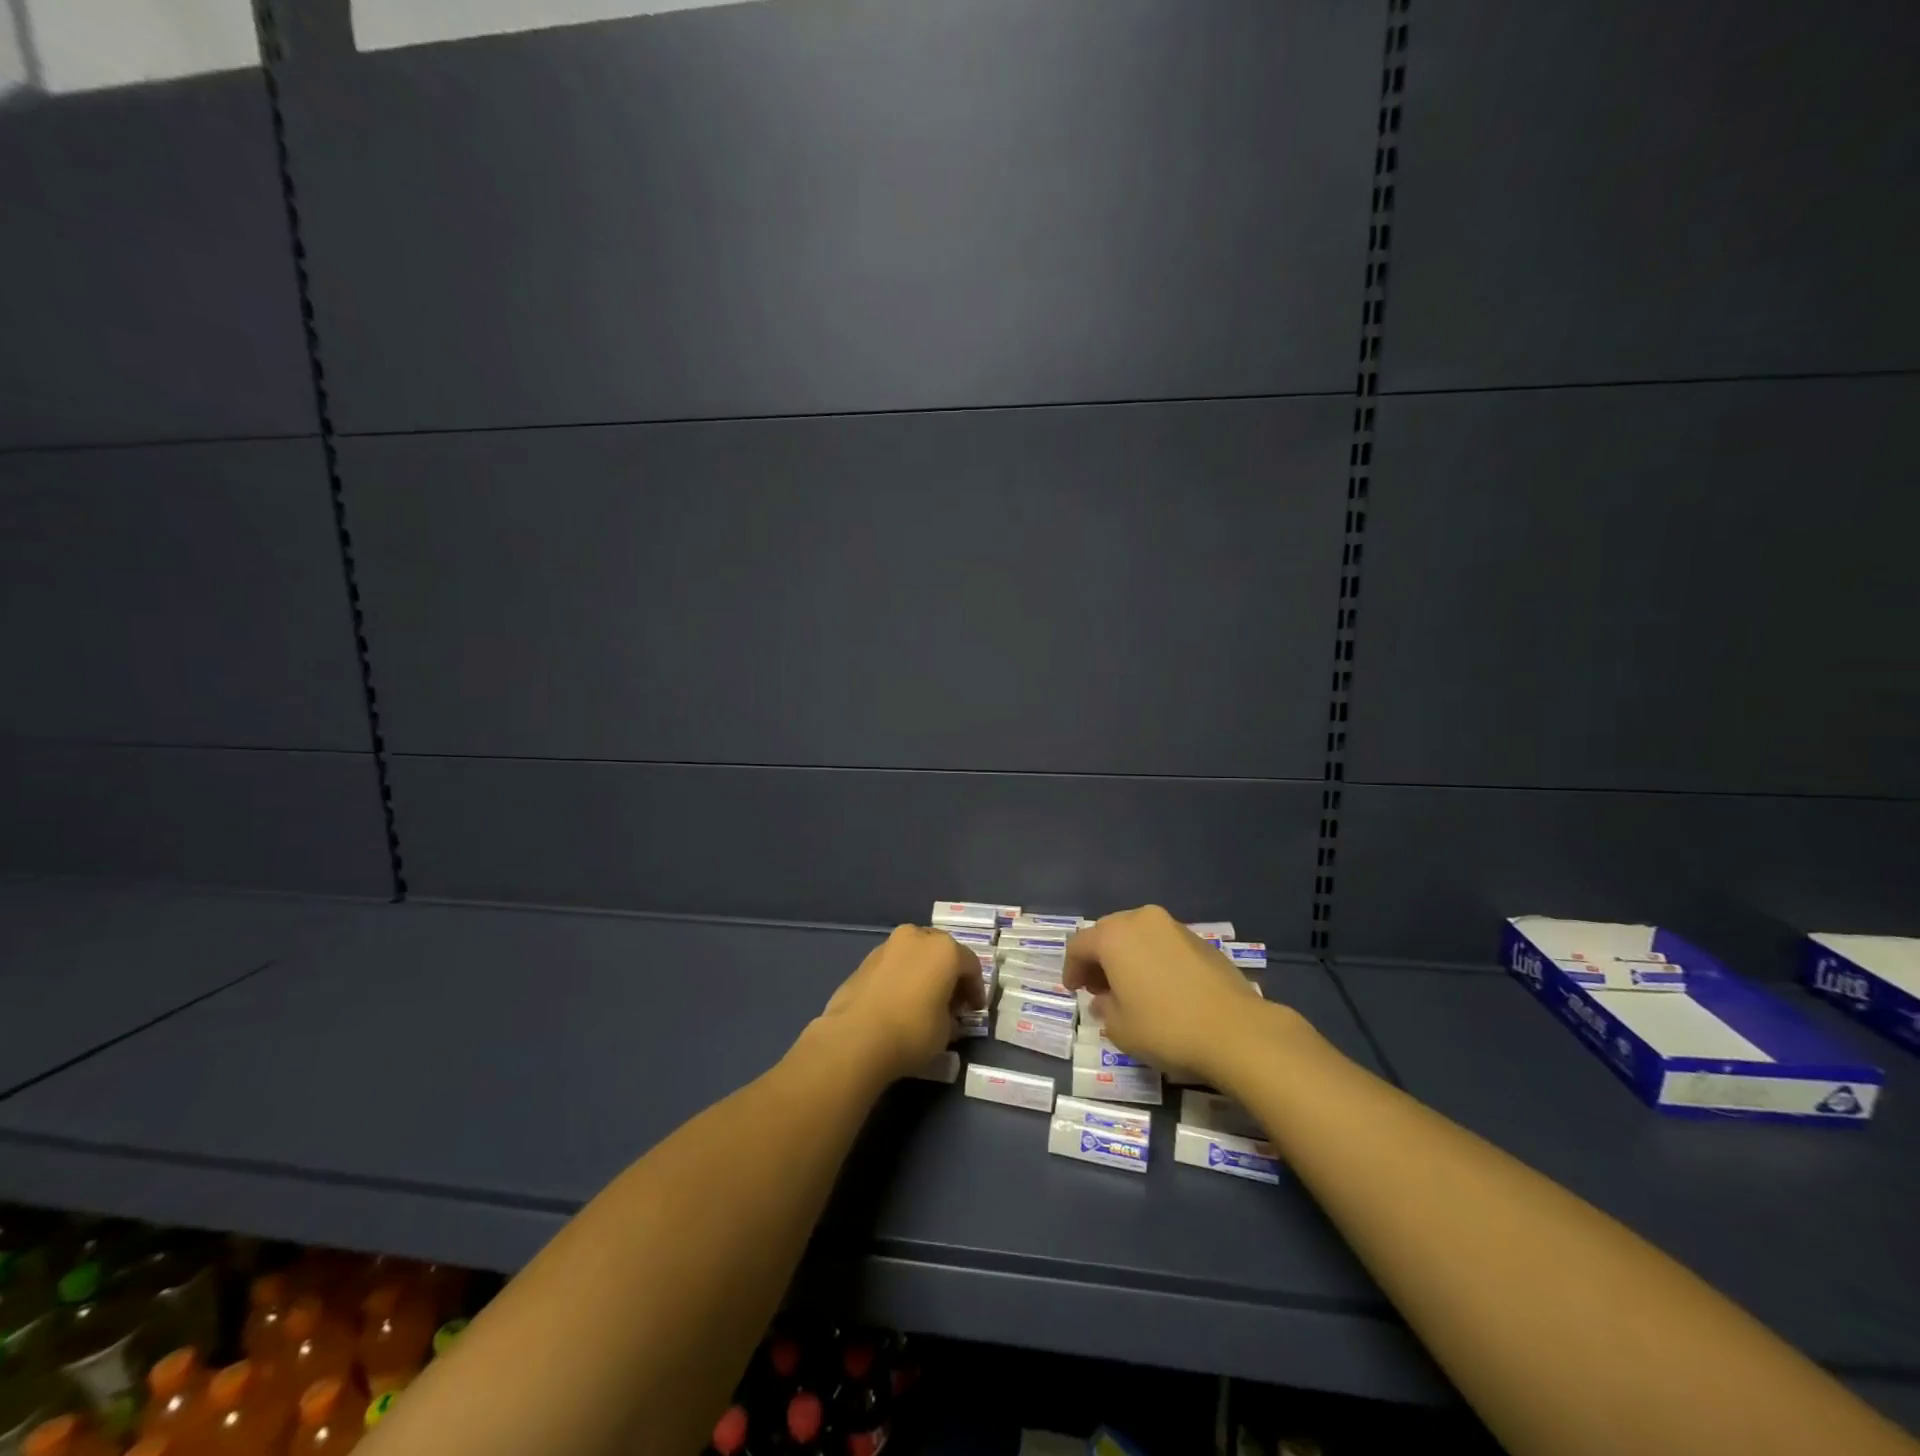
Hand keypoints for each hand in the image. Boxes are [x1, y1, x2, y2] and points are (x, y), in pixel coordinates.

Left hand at [817, 926, 986, 1081]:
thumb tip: (946, 1014)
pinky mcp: (865, 959)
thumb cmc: (912, 1031)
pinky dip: (902, 976)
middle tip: (951, 1001)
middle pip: (941, 952)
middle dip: (949, 974)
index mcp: (944, 949)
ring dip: (924, 972)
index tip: (974, 1010)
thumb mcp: (946, 1031)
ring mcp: (888, 945)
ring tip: (923, 1000)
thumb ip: (951, 1015)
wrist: (855, 1037)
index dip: (976, 989)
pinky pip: (894, 964)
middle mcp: (917, 937)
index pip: (970, 965)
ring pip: (915, 954)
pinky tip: (899, 1001)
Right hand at [1065, 905, 1277, 1081]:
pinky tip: (1161, 988)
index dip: (1071, 969)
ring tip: (1130, 988)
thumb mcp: (1120, 1028)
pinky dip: (1153, 959)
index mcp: (1114, 936)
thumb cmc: (1166, 1028)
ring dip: (1127, 957)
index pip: (1079, 945)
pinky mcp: (1201, 940)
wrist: (1236, 1031)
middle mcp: (1142, 920)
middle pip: (1108, 933)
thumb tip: (1104, 1000)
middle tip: (1098, 988)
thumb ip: (1104, 1008)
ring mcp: (1174, 927)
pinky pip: (1163, 944)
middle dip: (1099, 959)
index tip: (1073, 991)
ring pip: (1138, 935)